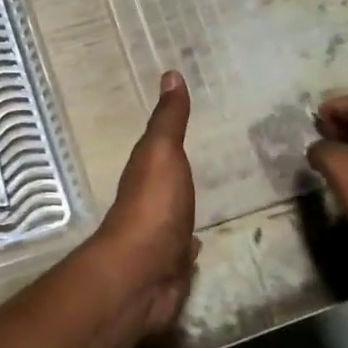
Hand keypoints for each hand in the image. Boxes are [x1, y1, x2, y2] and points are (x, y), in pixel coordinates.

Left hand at [92, 71, 200, 338]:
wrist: (143, 274)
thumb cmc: (153, 206)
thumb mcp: (162, 153)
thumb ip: (168, 120)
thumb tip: (169, 73)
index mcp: (145, 174)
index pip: (157, 150)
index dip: (167, 137)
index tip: (182, 124)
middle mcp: (148, 204)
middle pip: (164, 183)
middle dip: (177, 174)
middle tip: (202, 161)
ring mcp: (159, 238)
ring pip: (174, 215)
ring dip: (183, 206)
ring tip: (204, 198)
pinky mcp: (171, 268)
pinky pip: (182, 250)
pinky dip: (189, 243)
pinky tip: (198, 242)